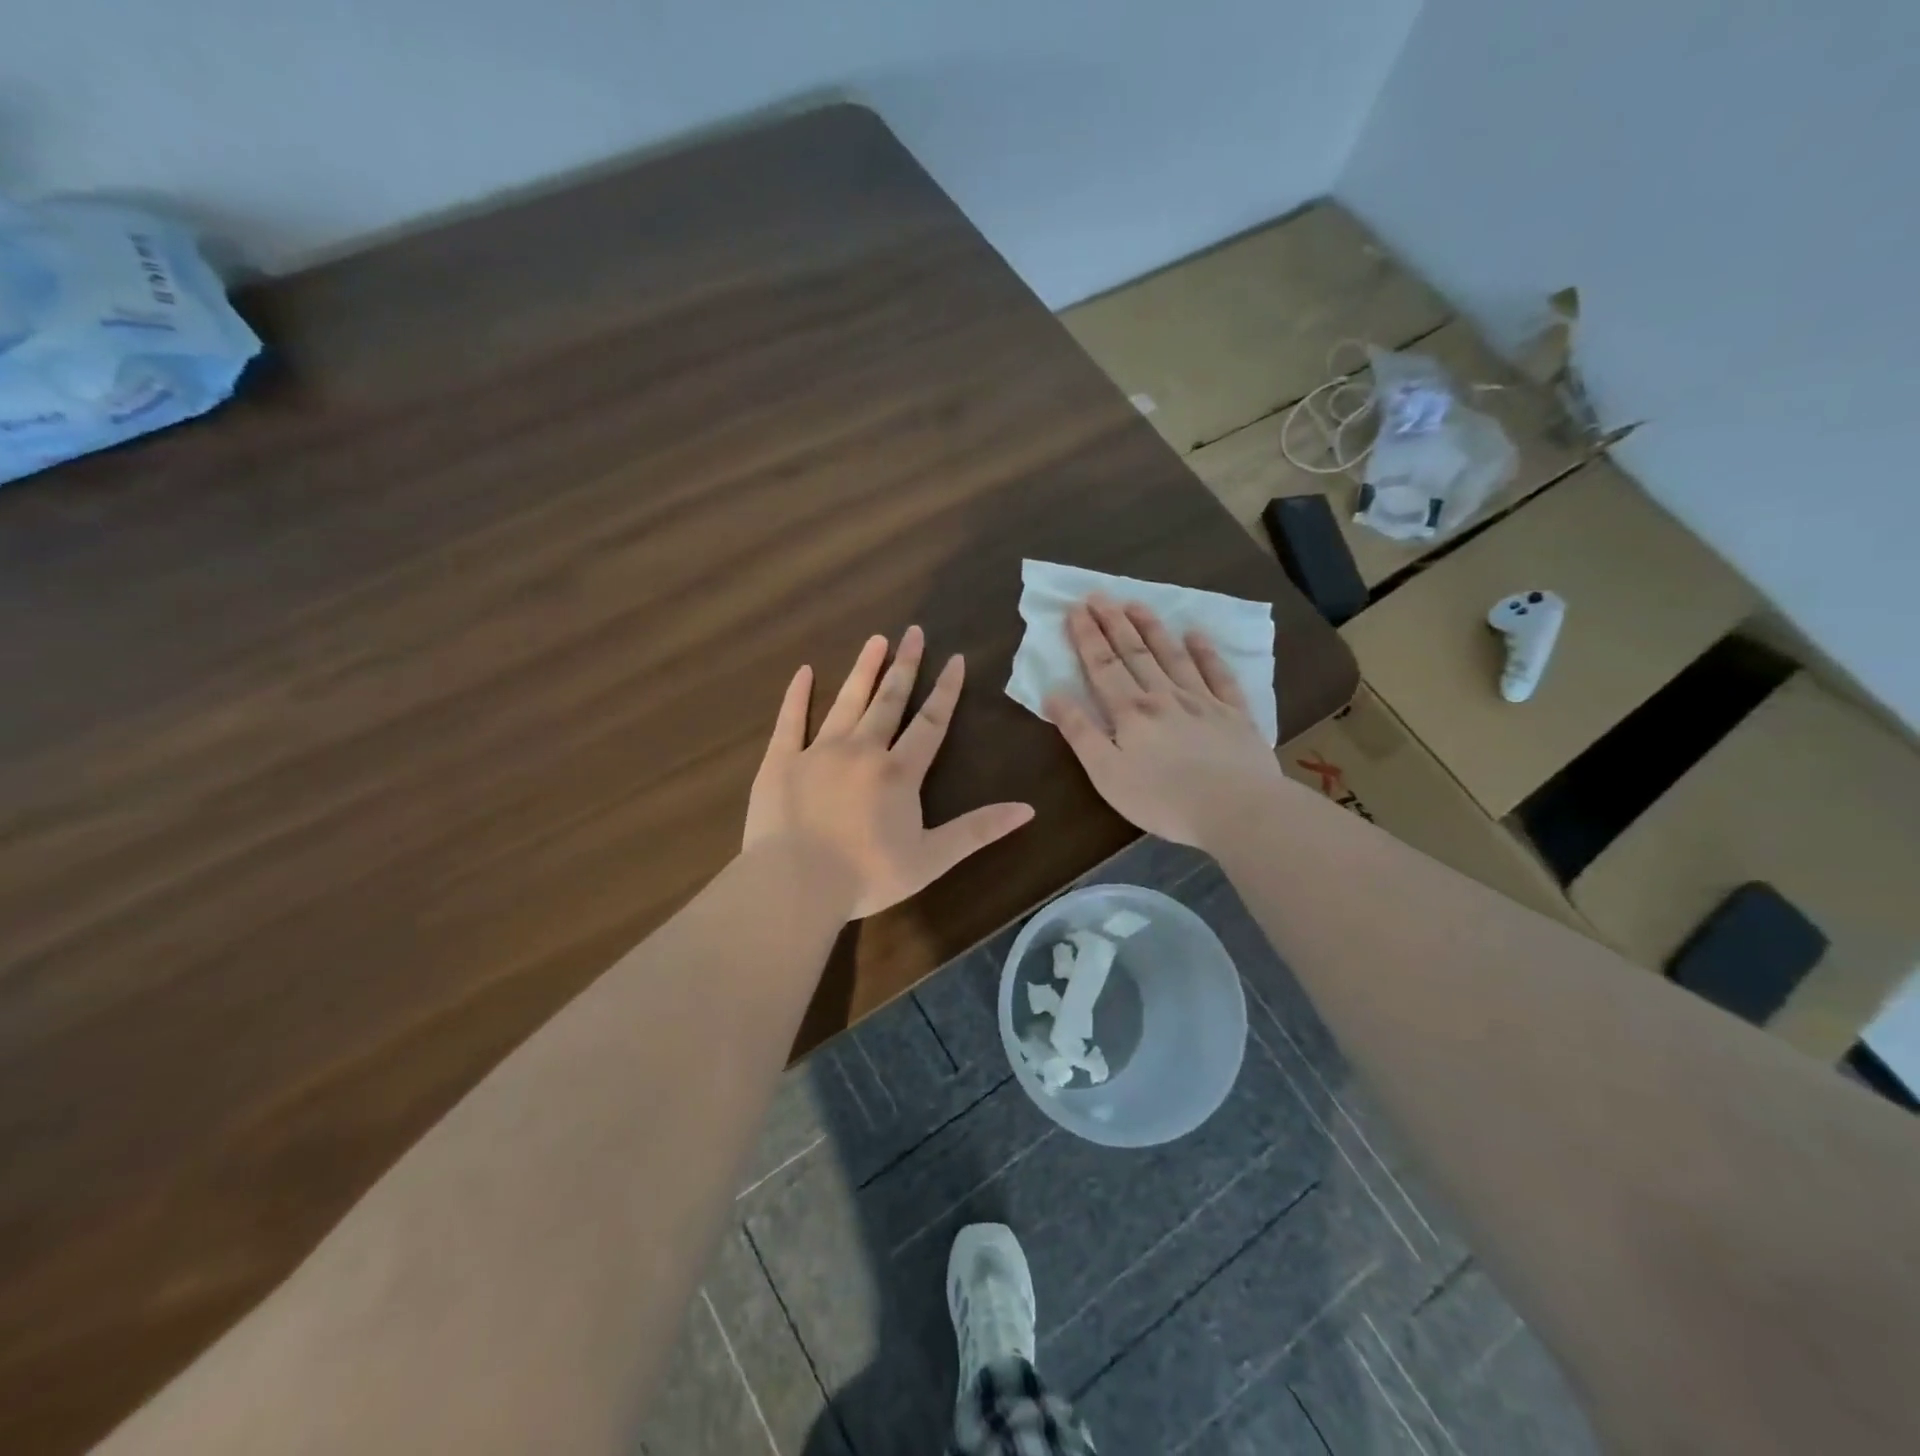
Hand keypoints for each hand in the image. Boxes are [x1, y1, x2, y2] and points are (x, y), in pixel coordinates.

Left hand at [745, 626, 1034, 919]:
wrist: (795, 885)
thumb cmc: (866, 876)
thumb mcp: (932, 858)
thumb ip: (978, 830)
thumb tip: (1028, 809)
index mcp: (899, 772)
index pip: (930, 722)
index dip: (946, 690)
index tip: (955, 658)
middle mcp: (862, 750)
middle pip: (889, 701)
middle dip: (904, 666)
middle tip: (913, 632)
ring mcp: (818, 752)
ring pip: (846, 702)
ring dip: (863, 670)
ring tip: (875, 639)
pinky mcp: (781, 762)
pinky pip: (790, 721)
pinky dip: (797, 695)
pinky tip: (804, 671)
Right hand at [1045, 596, 1287, 847]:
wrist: (1236, 808)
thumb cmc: (1162, 798)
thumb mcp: (1106, 773)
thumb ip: (1080, 732)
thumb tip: (1053, 695)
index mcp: (1130, 712)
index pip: (1103, 667)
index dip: (1087, 637)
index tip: (1076, 609)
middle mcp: (1164, 696)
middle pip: (1134, 653)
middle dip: (1114, 623)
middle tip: (1100, 594)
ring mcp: (1202, 701)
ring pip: (1172, 656)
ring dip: (1153, 629)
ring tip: (1137, 604)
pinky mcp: (1234, 714)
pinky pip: (1218, 675)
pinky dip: (1206, 653)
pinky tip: (1197, 635)